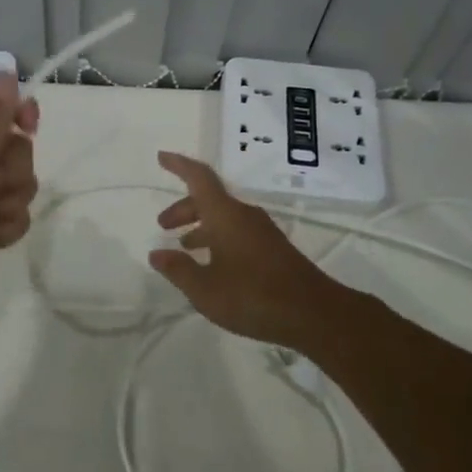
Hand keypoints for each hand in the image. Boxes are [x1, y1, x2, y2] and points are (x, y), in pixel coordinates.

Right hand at [148, 152, 342, 350]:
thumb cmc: (253, 296)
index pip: (199, 178)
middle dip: (184, 208)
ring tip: (184, 247)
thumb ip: (178, 269)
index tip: (162, 157)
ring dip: (201, 225)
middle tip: (164, 225)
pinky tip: (212, 264)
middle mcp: (244, 216)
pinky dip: (218, 238)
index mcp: (225, 215)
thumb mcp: (204, 289)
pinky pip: (237, 231)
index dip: (179, 166)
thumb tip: (157, 253)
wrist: (314, 314)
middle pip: (209, 199)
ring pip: (224, 217)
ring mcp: (262, 232)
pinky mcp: (273, 249)